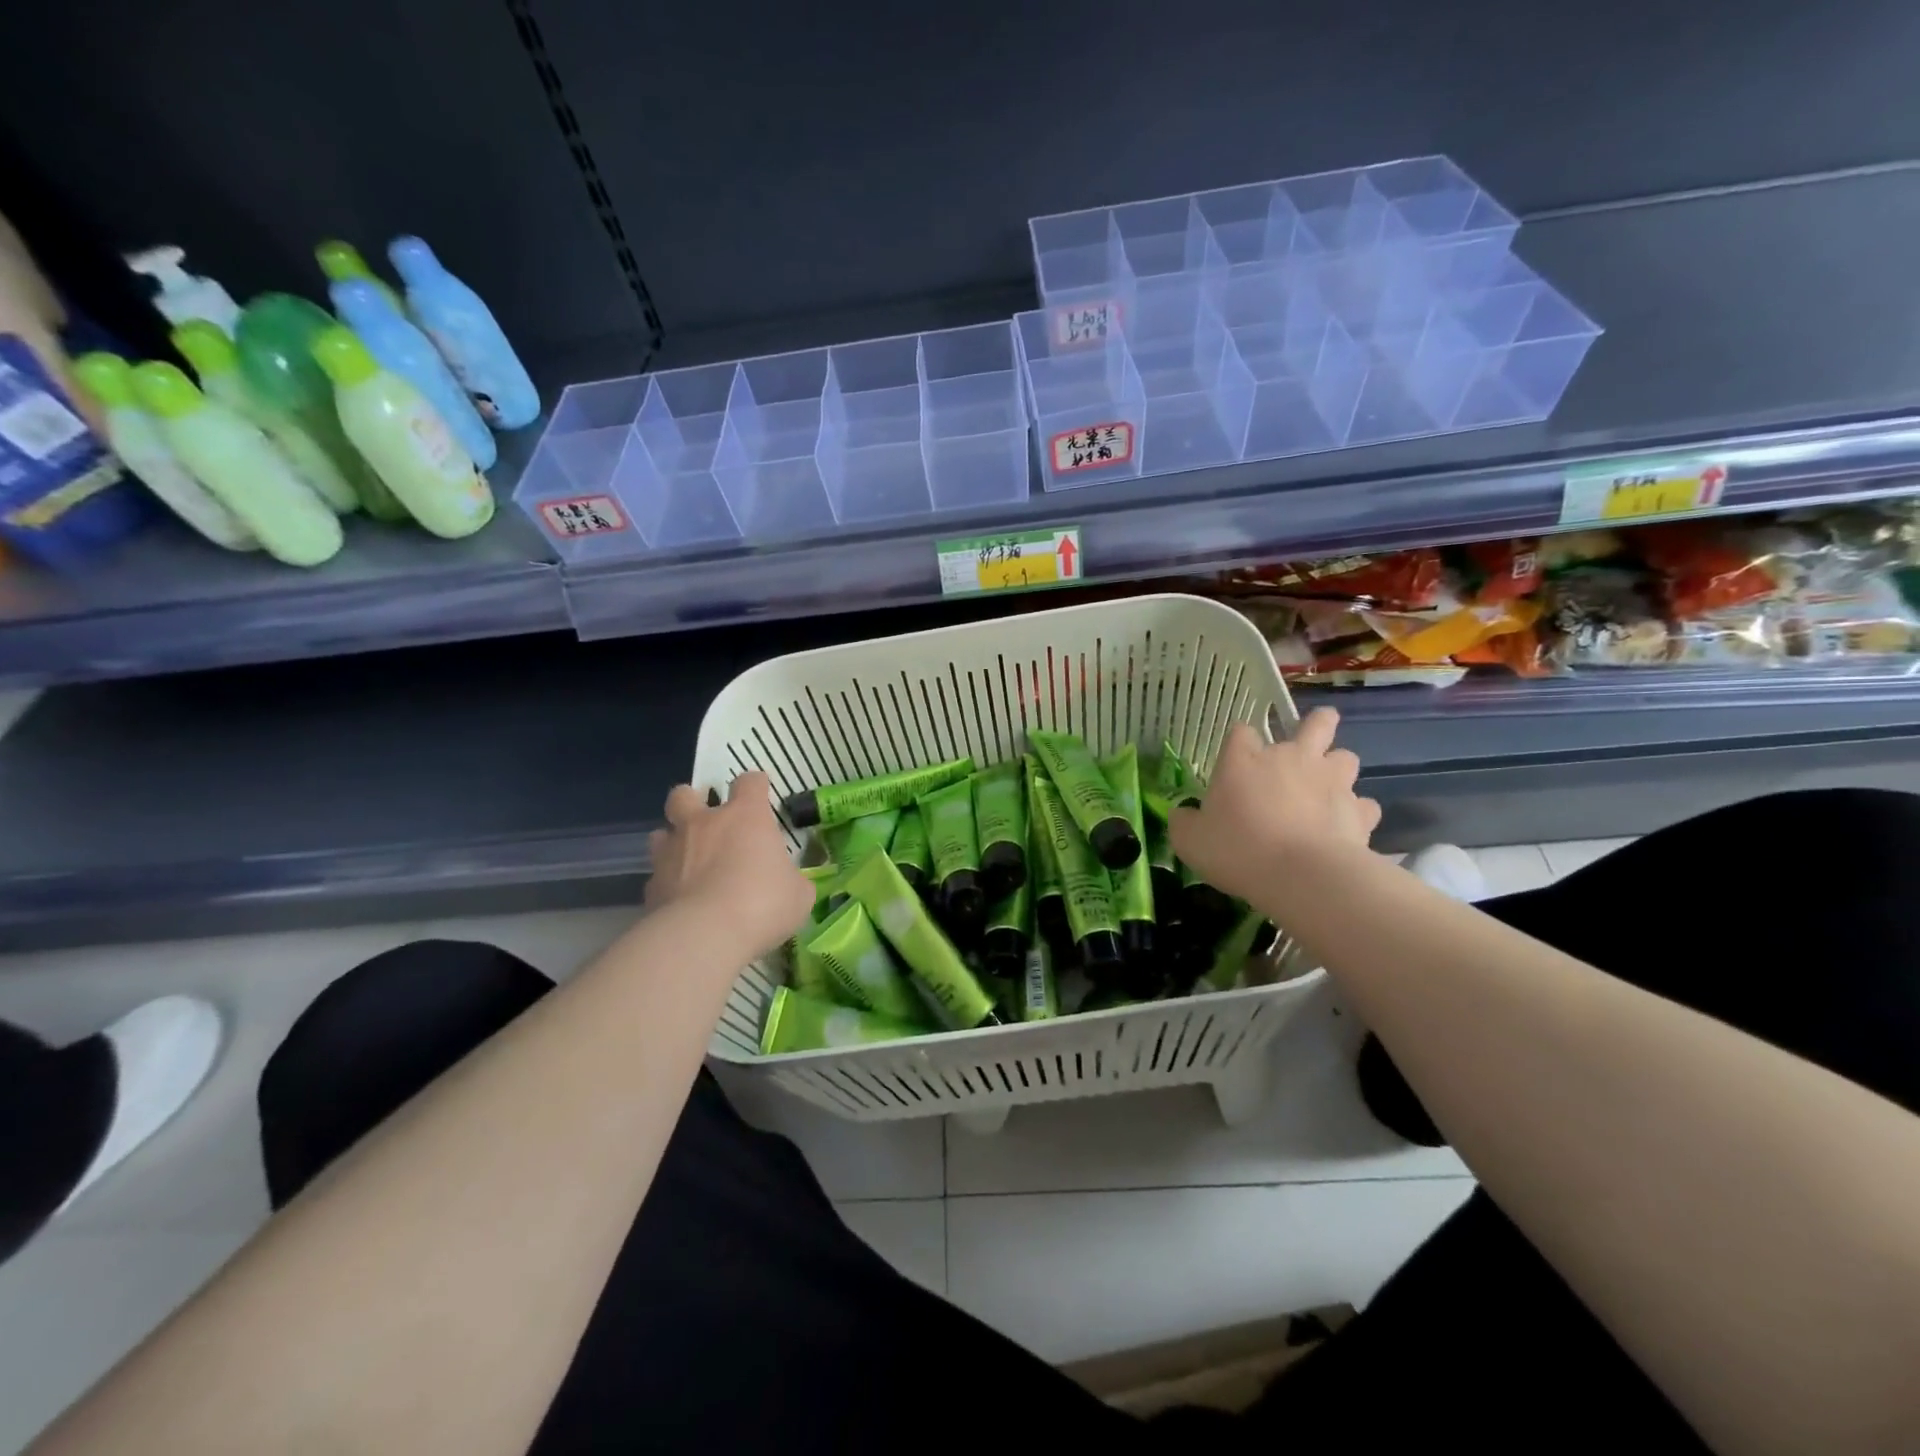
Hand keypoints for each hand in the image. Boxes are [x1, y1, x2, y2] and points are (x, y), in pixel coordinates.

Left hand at [645, 771, 813, 962]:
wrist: (704, 935)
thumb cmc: (762, 903)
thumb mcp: (798, 894)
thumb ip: (792, 881)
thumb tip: (790, 886)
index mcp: (745, 816)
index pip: (749, 782)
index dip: (756, 787)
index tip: (761, 798)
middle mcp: (703, 824)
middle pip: (685, 794)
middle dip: (693, 801)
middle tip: (708, 822)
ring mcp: (671, 853)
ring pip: (661, 833)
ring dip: (674, 842)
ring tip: (688, 862)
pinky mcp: (651, 886)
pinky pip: (656, 876)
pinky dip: (668, 884)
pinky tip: (681, 902)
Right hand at [1169, 709, 1380, 902]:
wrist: (1301, 875)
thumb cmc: (1237, 850)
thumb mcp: (1190, 840)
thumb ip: (1184, 822)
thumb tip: (1183, 815)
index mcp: (1245, 759)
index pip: (1240, 732)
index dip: (1238, 743)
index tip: (1235, 762)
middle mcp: (1291, 758)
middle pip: (1316, 724)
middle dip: (1317, 725)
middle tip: (1310, 738)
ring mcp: (1331, 781)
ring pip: (1346, 757)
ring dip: (1337, 768)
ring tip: (1327, 787)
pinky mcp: (1359, 811)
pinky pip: (1364, 804)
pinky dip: (1356, 812)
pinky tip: (1346, 826)